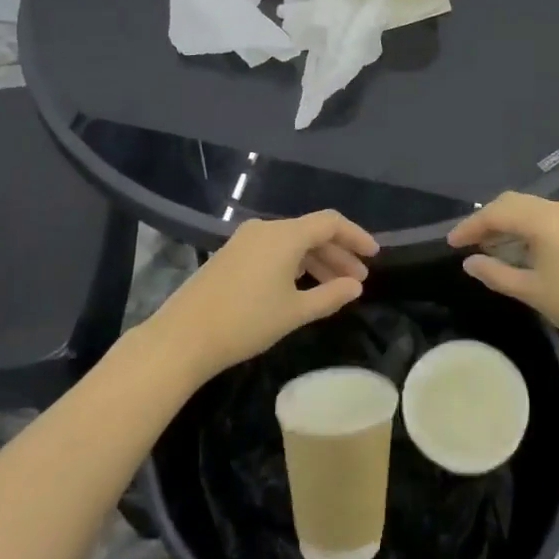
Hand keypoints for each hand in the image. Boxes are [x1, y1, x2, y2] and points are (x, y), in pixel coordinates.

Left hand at [149, 212, 379, 381]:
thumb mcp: (294, 312)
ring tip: (335, 287)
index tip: (374, 256)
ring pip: (292, 242)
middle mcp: (266, 229)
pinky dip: (294, 263)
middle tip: (358, 280)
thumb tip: (356, 286)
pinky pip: (273, 250)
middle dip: (338, 253)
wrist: (184, 336)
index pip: (330, 222)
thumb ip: (330, 296)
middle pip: (311, 232)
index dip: (356, 236)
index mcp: (285, 235)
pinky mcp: (231, 254)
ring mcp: (245, 240)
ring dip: (317, 260)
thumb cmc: (246, 322)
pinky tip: (302, 286)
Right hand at [446, 193, 558, 355]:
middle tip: (467, 242)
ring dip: (508, 223)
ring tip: (487, 246)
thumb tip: (469, 262)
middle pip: (514, 203)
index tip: (450, 243)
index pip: (497, 212)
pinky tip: (518, 249)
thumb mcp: (531, 291)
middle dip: (488, 219)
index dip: (471, 225)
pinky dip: (526, 228)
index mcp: (545, 219)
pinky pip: (547, 218)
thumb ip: (496, 273)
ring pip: (531, 209)